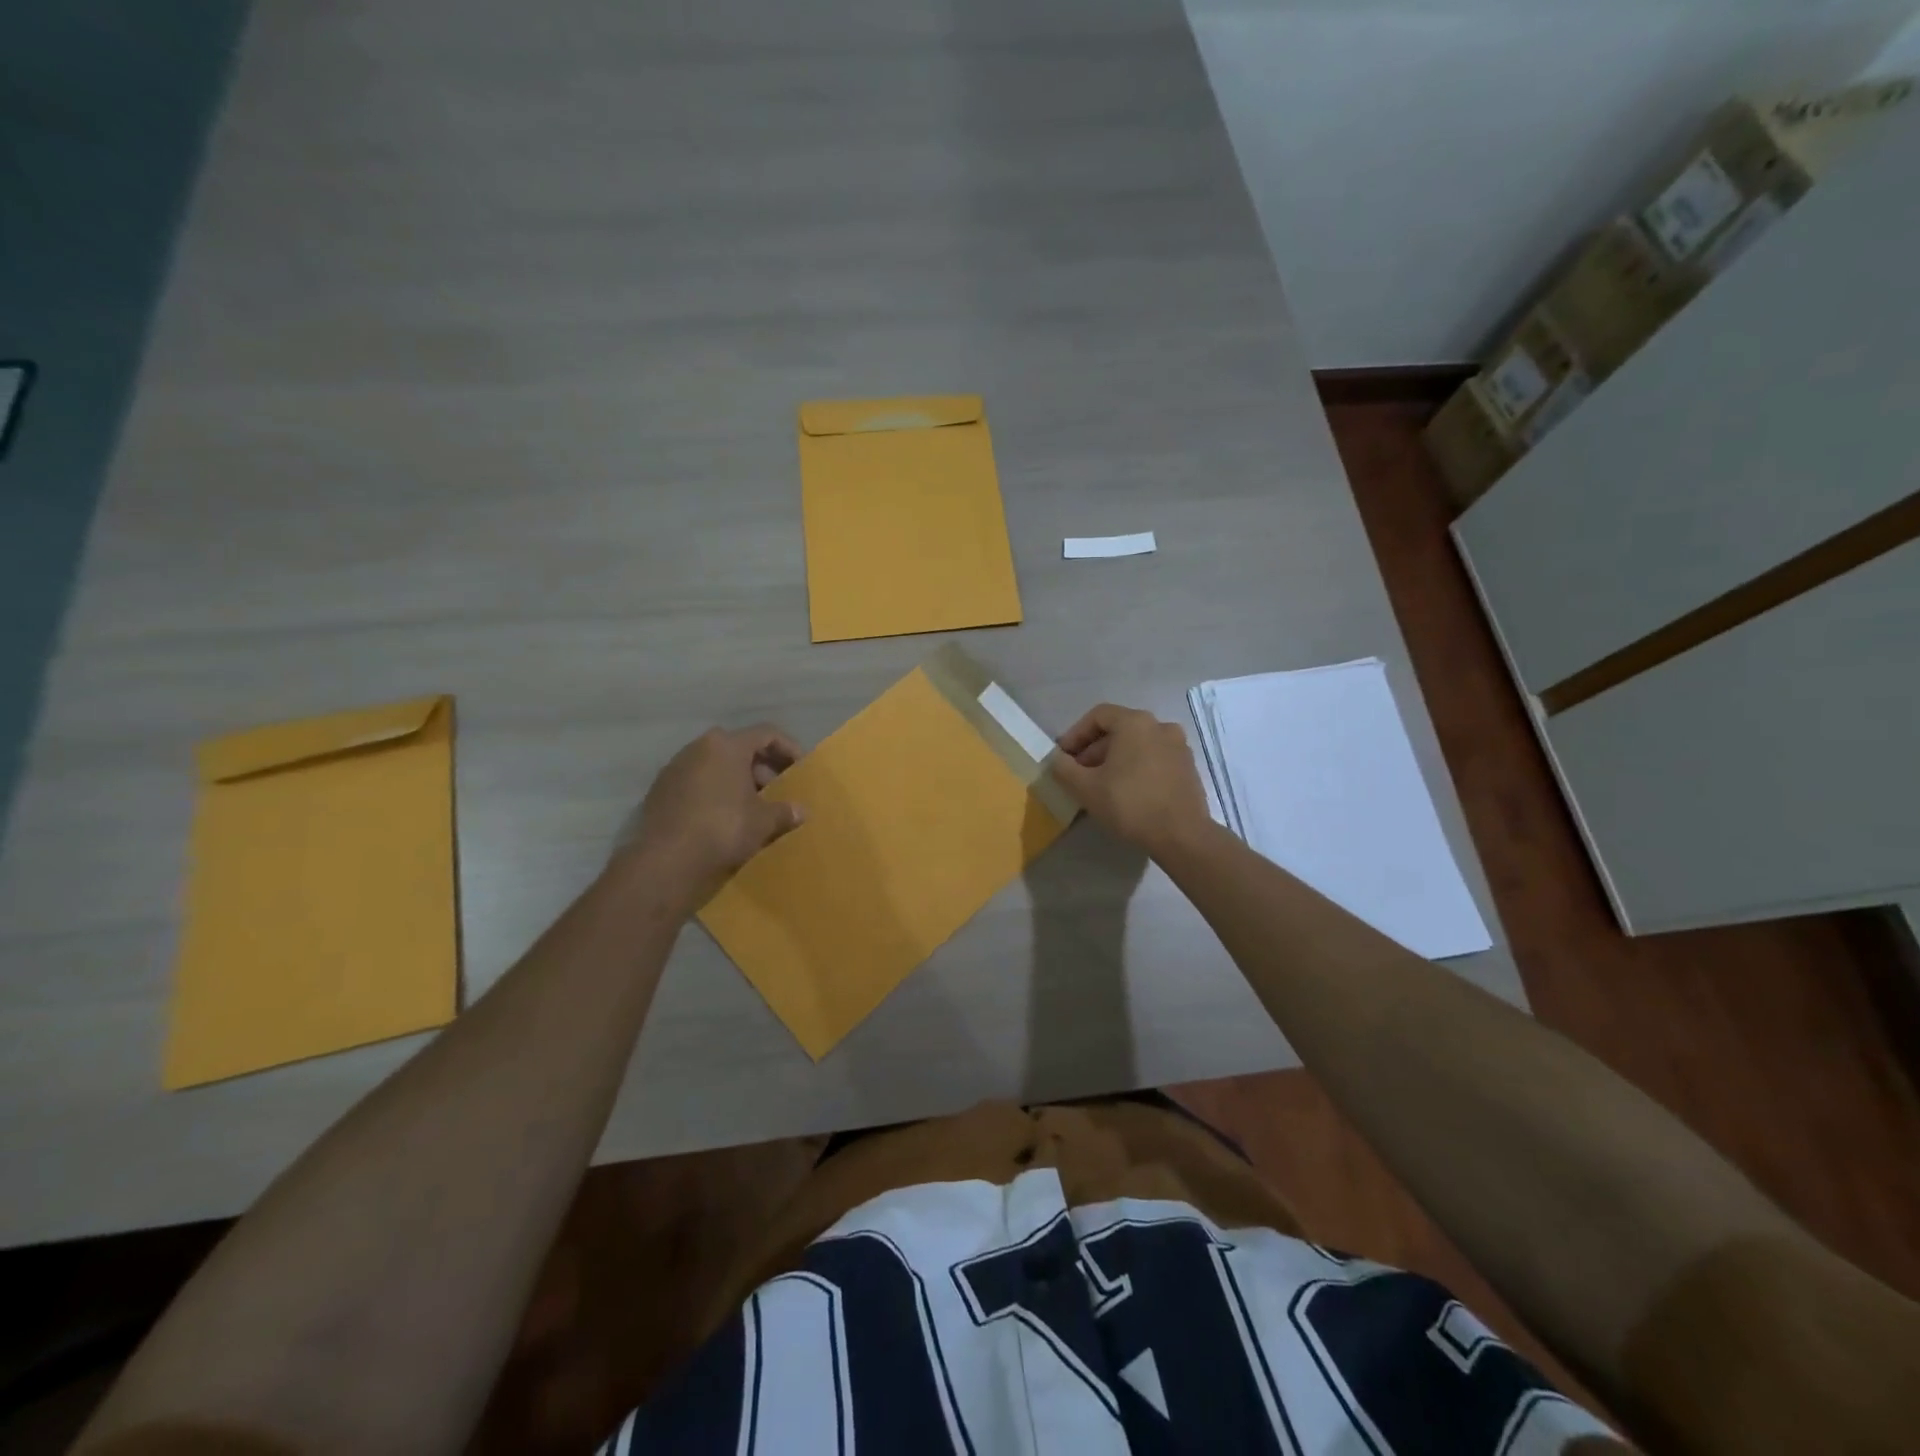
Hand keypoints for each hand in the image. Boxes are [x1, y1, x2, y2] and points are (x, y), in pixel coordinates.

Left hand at [623, 725, 804, 894]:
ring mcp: (675, 769)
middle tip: (777, 790)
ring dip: (736, 781)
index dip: (788, 748)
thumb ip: (784, 811)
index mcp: (727, 746)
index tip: (800, 769)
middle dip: (761, 768)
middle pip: (738, 748)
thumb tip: (800, 811)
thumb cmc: (723, 829)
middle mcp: (698, 748)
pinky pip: (696, 784)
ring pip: (715, 766)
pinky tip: (723, 819)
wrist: (666, 862)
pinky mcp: (660, 792)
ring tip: (751, 807)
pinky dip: (713, 794)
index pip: (766, 734)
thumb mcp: (763, 822)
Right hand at [1051, 703, 1212, 855]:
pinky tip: (1127, 792)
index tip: (1063, 757)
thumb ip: (1064, 768)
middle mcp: (1160, 726)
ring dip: (1114, 759)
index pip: (1098, 715)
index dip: (1075, 734)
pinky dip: (1136, 767)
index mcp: (1135, 722)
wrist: (1182, 835)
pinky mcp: (1188, 767)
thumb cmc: (1130, 804)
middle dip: (1094, 750)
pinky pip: (1154, 758)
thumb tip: (1057, 759)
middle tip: (1078, 774)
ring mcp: (1179, 746)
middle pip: (1118, 729)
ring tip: (1100, 785)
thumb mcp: (1086, 788)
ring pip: (1137, 744)